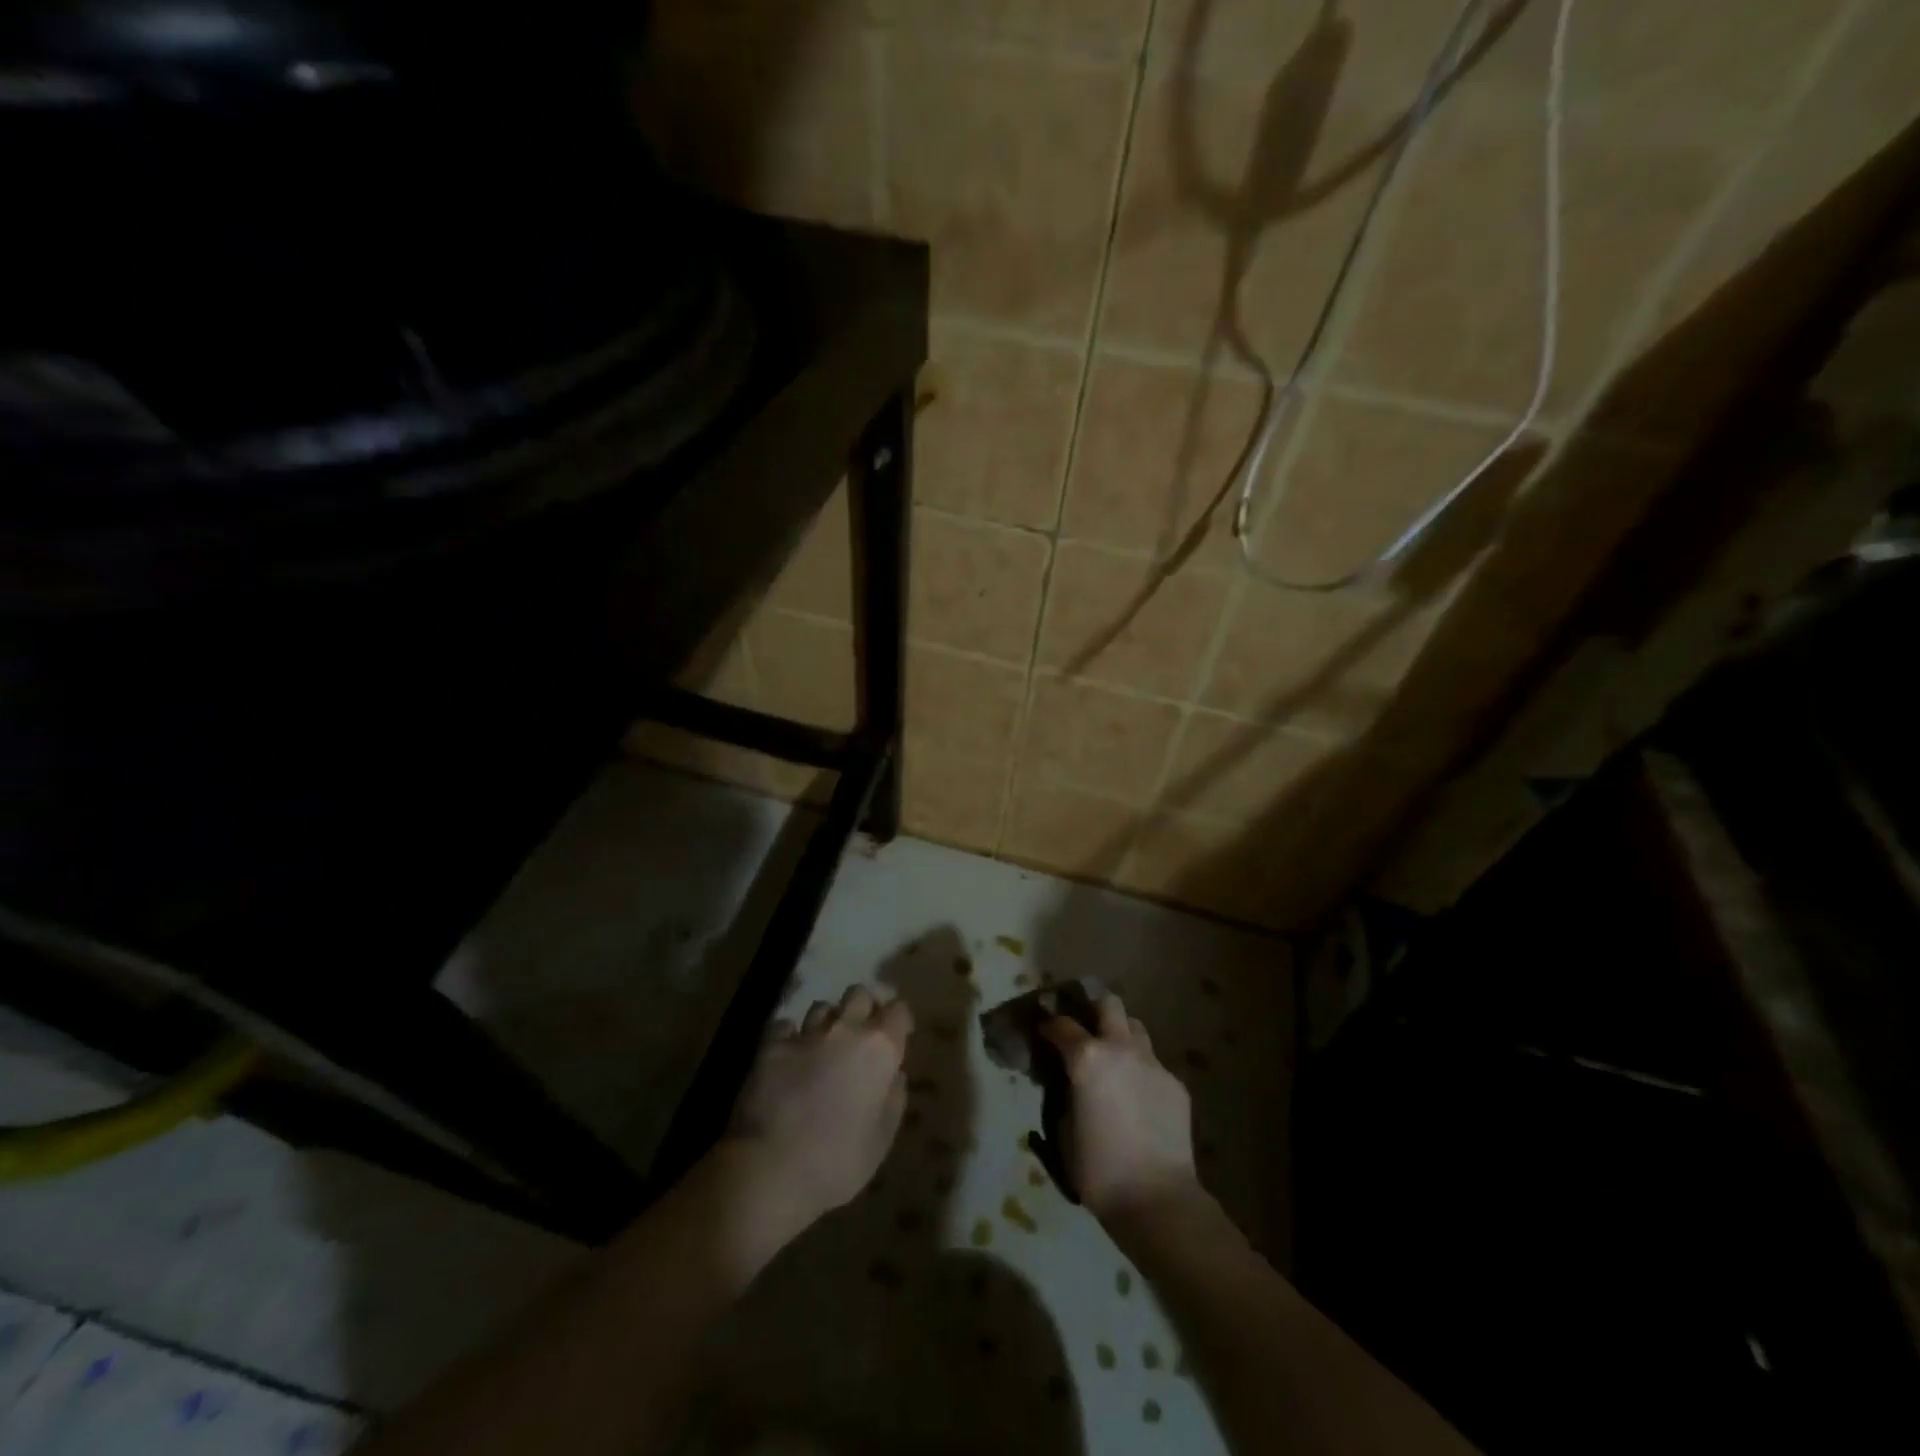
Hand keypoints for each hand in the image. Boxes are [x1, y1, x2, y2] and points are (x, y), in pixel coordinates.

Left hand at [720, 984, 912, 1241]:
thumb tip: (894, 1075)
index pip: (899, 1010)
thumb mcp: (882, 1139)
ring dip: (827, 1022)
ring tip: (822, 1046)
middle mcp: (845, 1030)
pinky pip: (785, 1026)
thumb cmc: (838, 1161)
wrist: (772, 1169)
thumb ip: (893, 1098)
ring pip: (822, 1007)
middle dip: (863, 1008)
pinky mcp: (771, 1045)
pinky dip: (790, 1037)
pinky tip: (788, 1057)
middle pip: (859, 994)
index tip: (897, 1036)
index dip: (899, 1020)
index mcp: (879, 1048)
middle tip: (860, 1035)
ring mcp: (805, 1034)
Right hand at [1039, 994, 1200, 1226]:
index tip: (1043, 1032)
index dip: (1049, 1025)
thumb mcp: (1064, 1130)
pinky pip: (1153, 1064)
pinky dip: (1140, 1070)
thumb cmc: (1099, 1170)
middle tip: (1084, 1028)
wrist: (1158, 1199)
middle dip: (1094, 1009)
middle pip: (1109, 1004)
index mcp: (1088, 1057)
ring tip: (1113, 1059)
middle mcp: (1121, 1049)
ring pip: (1136, 1028)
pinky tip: (1137, 1097)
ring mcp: (1153, 1064)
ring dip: (1121, 1035)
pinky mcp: (1176, 1084)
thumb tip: (1068, 1083)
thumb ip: (1064, 1094)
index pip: (1062, 1024)